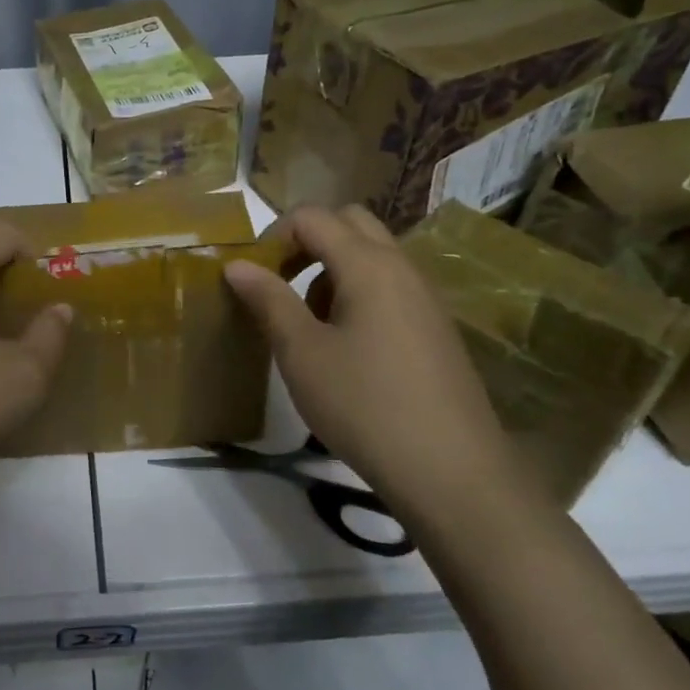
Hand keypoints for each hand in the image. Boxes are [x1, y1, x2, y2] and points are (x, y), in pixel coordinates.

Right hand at [224, 205, 519, 521]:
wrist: (451, 471)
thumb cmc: (364, 405)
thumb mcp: (302, 353)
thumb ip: (269, 300)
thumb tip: (237, 264)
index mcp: (368, 265)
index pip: (313, 217)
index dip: (274, 236)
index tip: (253, 276)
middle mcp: (402, 267)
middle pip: (350, 224)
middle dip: (308, 242)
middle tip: (281, 284)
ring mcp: (425, 297)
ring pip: (372, 256)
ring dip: (333, 270)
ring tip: (310, 323)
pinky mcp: (436, 328)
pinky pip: (390, 287)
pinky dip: (359, 294)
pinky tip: (347, 348)